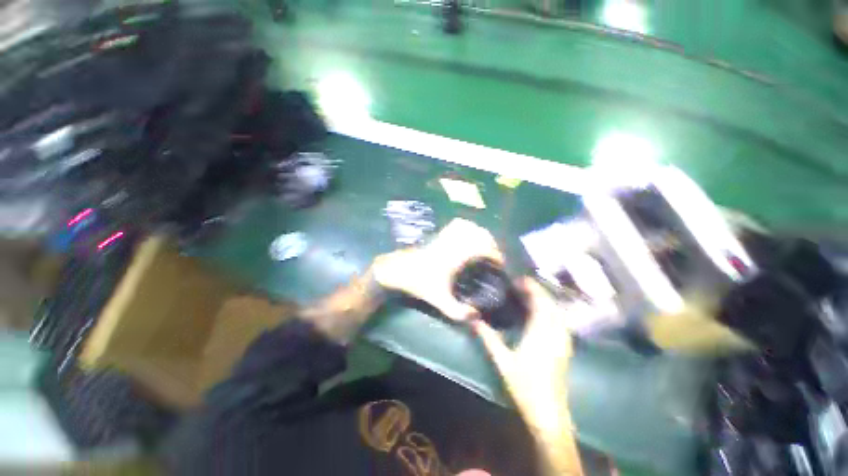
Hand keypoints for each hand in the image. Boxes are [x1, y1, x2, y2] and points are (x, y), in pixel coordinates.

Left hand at [373, 218, 501, 320]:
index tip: (500, 264)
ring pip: (469, 226)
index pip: (483, 248)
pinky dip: (468, 226)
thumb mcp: (439, 300)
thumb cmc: (419, 284)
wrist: (400, 270)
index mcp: (456, 256)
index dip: (495, 255)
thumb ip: (458, 312)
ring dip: (480, 234)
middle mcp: (453, 242)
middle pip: (479, 233)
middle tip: (493, 256)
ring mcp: (446, 236)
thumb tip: (477, 316)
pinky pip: (457, 224)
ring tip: (484, 246)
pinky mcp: (439, 234)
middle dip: (491, 244)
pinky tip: (468, 235)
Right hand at [473, 277, 579, 430]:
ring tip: (529, 294)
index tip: (520, 280)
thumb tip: (473, 319)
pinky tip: (541, 312)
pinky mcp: (565, 347)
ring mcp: (563, 341)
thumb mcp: (502, 361)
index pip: (541, 303)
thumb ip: (488, 338)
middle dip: (538, 291)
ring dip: (545, 299)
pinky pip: (560, 321)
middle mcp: (556, 334)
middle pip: (551, 304)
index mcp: (541, 334)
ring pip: (558, 312)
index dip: (532, 288)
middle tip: (521, 284)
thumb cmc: (524, 386)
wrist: (548, 412)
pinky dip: (551, 310)